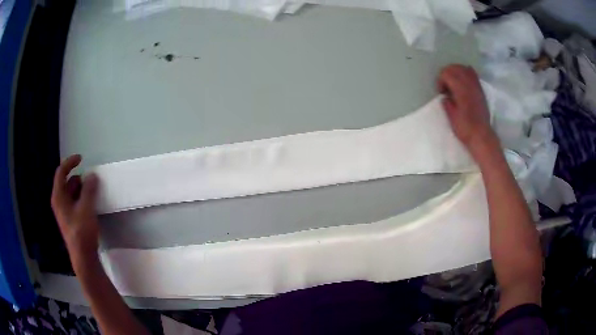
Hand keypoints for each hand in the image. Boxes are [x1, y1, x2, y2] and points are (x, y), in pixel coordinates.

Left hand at [51, 154, 99, 263]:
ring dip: (82, 189)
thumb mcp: (86, 208)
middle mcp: (59, 202)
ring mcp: (64, 211)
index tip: (81, 159)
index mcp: (58, 196)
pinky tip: (91, 204)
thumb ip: (89, 190)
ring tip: (93, 192)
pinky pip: (75, 202)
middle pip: (67, 182)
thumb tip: (92, 175)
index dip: (70, 162)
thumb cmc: (82, 232)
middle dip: (79, 179)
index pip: (61, 172)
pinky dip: (82, 198)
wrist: (83, 258)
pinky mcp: (70, 219)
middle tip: (91, 181)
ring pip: (72, 193)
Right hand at [437, 65, 497, 156]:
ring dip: (455, 71)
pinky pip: (473, 74)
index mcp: (460, 90)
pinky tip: (463, 80)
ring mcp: (476, 86)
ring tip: (453, 83)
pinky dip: (466, 73)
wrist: (482, 136)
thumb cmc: (465, 128)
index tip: (441, 92)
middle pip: (454, 68)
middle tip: (445, 86)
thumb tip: (445, 96)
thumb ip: (447, 103)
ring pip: (463, 68)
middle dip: (446, 73)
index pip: (447, 73)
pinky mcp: (480, 90)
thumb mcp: (451, 117)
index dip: (441, 80)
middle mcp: (469, 84)